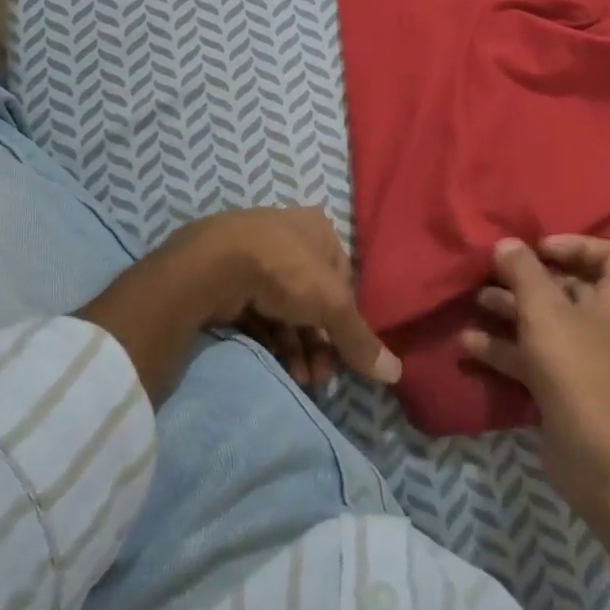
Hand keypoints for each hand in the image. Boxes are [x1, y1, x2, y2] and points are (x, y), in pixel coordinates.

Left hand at [175, 207, 402, 385]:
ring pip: (286, 308)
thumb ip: (359, 339)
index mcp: (318, 229)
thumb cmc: (285, 269)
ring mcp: (255, 254)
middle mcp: (288, 236)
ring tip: (301, 381)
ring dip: (298, 348)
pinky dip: (271, 340)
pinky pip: (258, 312)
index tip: (345, 355)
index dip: (346, 319)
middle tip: (321, 378)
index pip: (342, 279)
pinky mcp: (229, 277)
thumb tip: (396, 373)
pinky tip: (278, 367)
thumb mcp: (331, 304)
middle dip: (320, 342)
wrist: (214, 265)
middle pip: (313, 297)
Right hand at [460, 236, 609, 514]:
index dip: (575, 244)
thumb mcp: (544, 309)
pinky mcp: (569, 390)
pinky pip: (537, 357)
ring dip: (511, 310)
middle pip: (571, 288)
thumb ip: (523, 270)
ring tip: (476, 300)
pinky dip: (507, 348)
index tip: (538, 248)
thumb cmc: (577, 366)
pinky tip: (470, 344)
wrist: (597, 457)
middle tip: (494, 272)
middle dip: (529, 279)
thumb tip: (508, 244)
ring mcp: (591, 361)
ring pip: (548, 323)